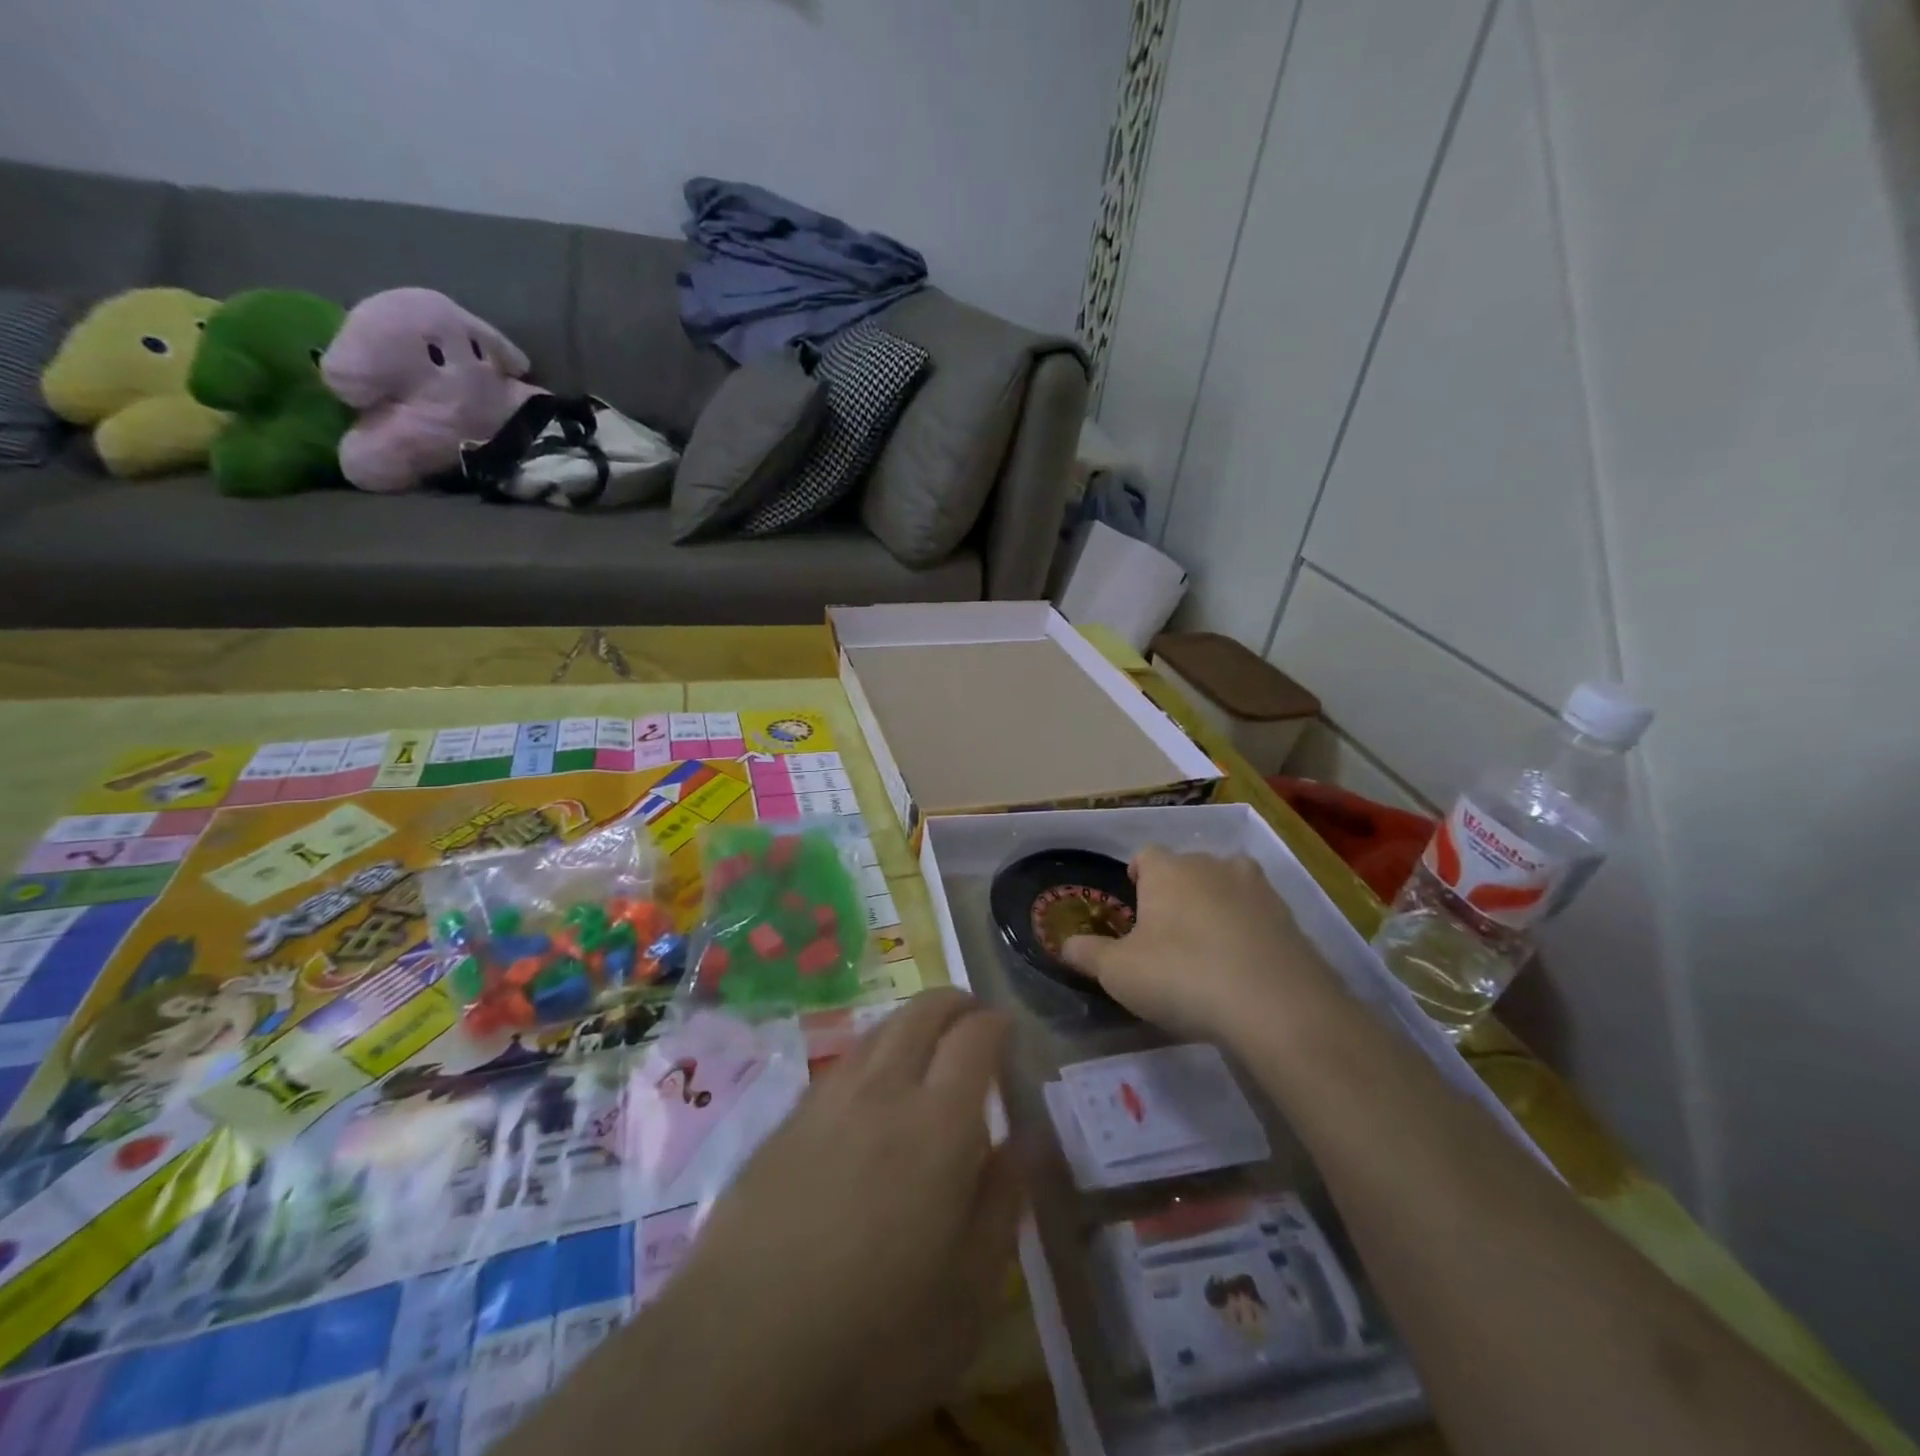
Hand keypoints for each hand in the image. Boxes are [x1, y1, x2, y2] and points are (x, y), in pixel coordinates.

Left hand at [609, 990, 1022, 1455]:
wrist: (736, 1357)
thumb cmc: (875, 1338)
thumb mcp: (969, 1293)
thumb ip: (1004, 1201)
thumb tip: (1028, 1140)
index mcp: (937, 1124)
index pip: (974, 1037)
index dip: (996, 1024)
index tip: (1009, 1031)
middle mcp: (882, 1091)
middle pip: (921, 1012)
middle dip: (953, 1002)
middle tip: (973, 1018)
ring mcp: (827, 1100)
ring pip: (878, 1030)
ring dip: (910, 1023)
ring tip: (927, 1046)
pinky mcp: (786, 1122)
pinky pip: (842, 1064)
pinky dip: (872, 1054)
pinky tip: (871, 1091)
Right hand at [1061, 848, 1330, 1039]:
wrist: (1274, 1005)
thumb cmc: (1181, 976)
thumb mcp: (1119, 972)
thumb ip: (1088, 954)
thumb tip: (1064, 943)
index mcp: (1168, 871)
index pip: (1145, 855)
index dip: (1137, 874)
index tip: (1133, 898)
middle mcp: (1212, 866)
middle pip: (1189, 866)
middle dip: (1177, 889)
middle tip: (1167, 928)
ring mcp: (1257, 889)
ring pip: (1229, 883)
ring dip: (1218, 902)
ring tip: (1209, 940)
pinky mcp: (1290, 919)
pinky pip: (1260, 914)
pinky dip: (1250, 929)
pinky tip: (1244, 963)